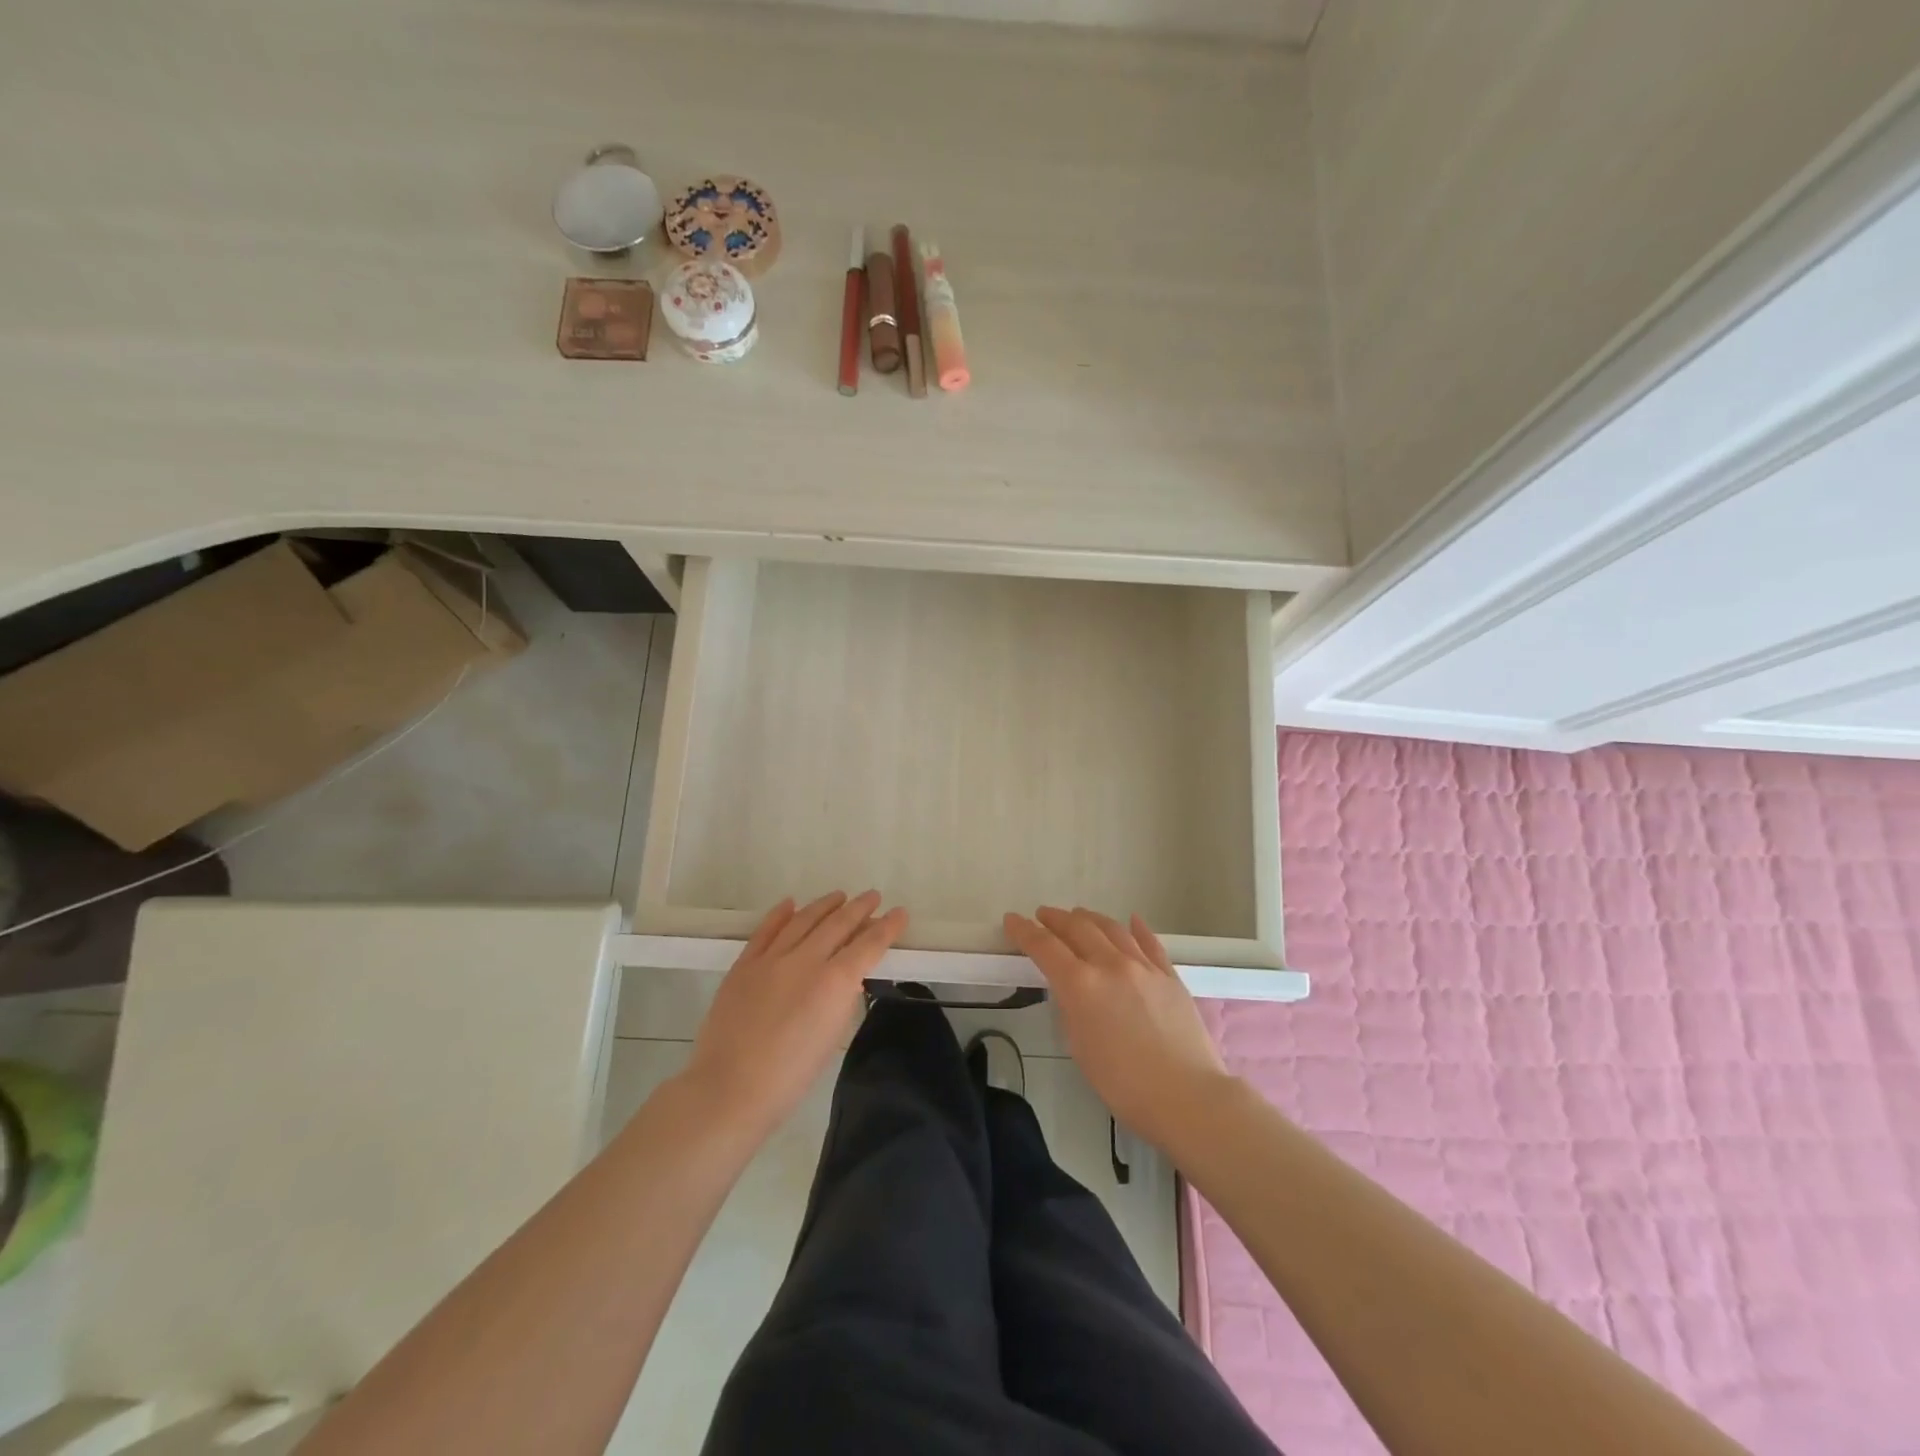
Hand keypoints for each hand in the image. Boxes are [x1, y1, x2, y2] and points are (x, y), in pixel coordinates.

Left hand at [688, 891, 907, 1136]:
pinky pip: (766, 930)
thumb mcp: (832, 1037)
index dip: (887, 927)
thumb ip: (841, 999)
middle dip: (859, 908)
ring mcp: (771, 959)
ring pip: (803, 919)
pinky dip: (780, 914)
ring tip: (839, 896)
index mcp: (834, 982)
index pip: (868, 944)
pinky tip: (791, 904)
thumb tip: (846, 978)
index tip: (899, 913)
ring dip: (824, 905)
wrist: (729, 1089)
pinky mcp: (744, 964)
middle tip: (873, 896)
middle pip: (838, 923)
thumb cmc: (790, 1077)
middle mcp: (806, 960)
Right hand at [1004, 906, 1231, 1148]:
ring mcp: (1144, 966)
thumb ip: (1072, 1008)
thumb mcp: (1080, 1047)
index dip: (1024, 931)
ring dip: (1090, 918)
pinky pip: (1149, 942)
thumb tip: (1073, 990)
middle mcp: (1110, 964)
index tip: (1012, 920)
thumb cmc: (1123, 1084)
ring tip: (1078, 915)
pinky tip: (1131, 921)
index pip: (1045, 947)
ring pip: (1112, 928)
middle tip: (1043, 915)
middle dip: (1056, 919)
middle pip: (1078, 928)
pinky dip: (1136, 928)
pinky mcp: (1170, 975)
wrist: (1187, 1096)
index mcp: (1081, 984)